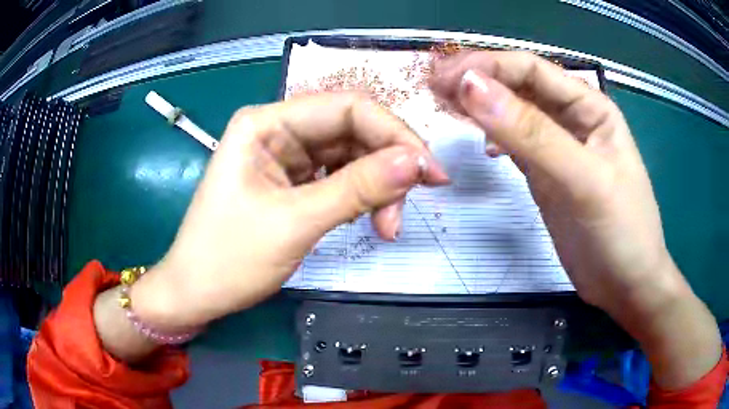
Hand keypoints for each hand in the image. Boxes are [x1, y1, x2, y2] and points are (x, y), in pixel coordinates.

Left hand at [131, 93, 448, 328]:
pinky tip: (370, 219)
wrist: (196, 293)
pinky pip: (339, 177)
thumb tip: (417, 162)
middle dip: (388, 165)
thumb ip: (357, 188)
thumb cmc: (228, 259)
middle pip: (352, 130)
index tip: (430, 173)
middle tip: (408, 208)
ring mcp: (285, 155)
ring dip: (378, 187)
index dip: (395, 134)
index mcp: (266, 123)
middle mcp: (278, 129)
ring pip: (350, 155)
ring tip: (388, 227)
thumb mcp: (294, 223)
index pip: (347, 108)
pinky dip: (361, 197)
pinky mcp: (292, 180)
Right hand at [429, 51, 720, 388]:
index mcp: (589, 107)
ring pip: (514, 114)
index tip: (443, 77)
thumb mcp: (583, 181)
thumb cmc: (621, 233)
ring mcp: (558, 147)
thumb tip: (472, 88)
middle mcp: (573, 118)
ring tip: (445, 106)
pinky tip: (480, 143)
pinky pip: (515, 144)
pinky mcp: (547, 175)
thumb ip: (532, 134)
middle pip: (519, 87)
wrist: (626, 285)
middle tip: (433, 88)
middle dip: (478, 81)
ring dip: (481, 106)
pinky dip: (493, 137)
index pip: (531, 70)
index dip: (486, 66)